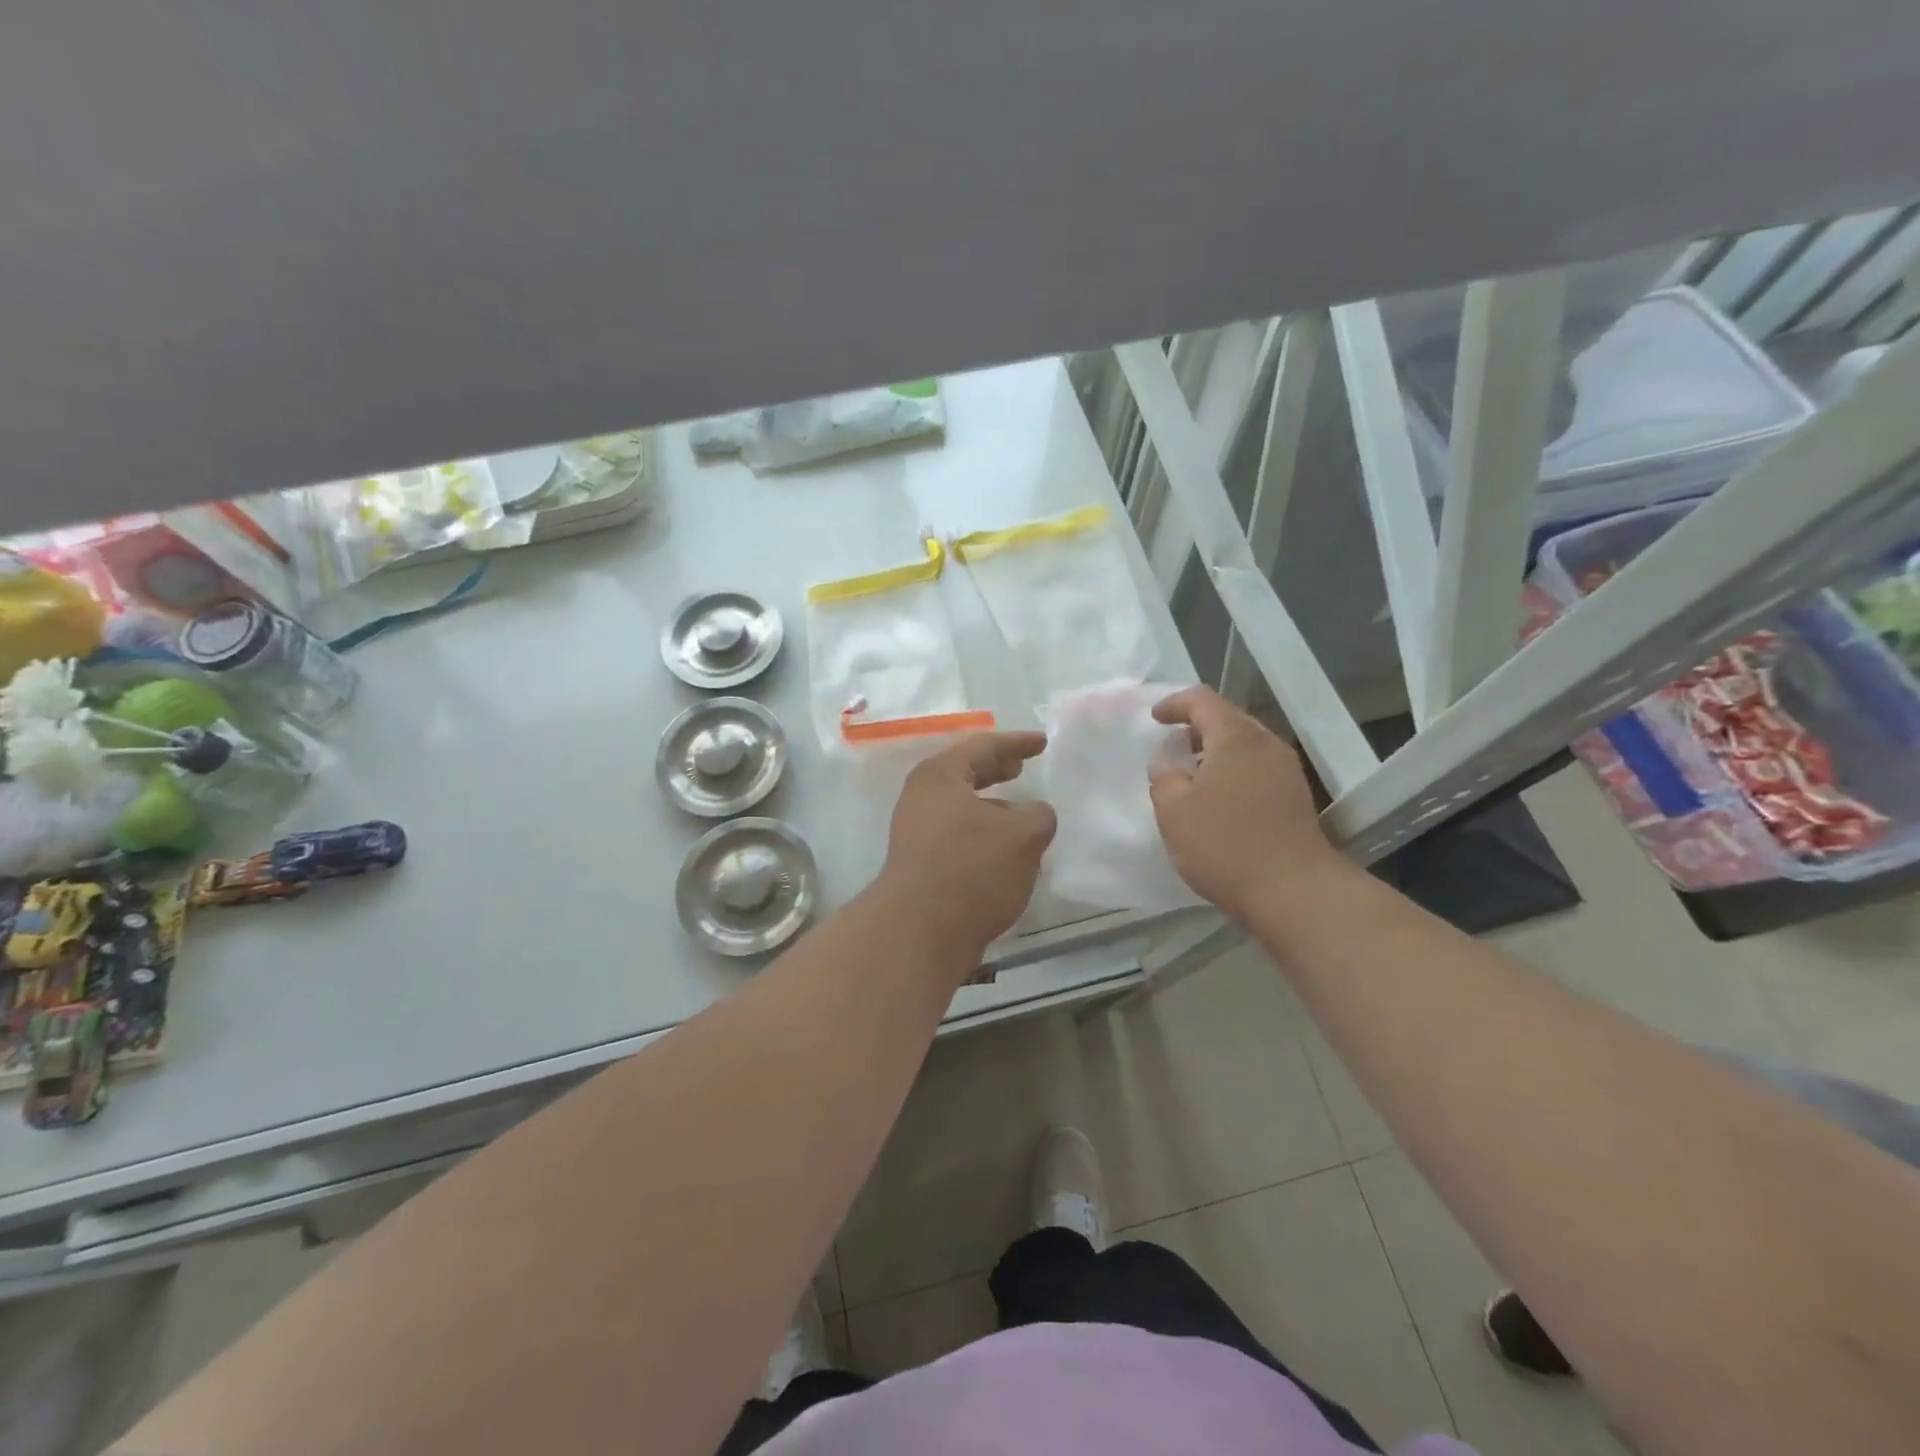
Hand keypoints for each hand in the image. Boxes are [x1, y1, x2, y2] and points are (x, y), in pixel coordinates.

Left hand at [878, 732, 1056, 963]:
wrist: (920, 930)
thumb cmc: (972, 868)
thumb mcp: (1022, 835)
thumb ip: (1038, 815)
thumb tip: (1034, 814)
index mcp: (941, 776)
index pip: (983, 746)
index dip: (1016, 743)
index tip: (1042, 742)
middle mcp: (922, 798)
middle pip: (965, 774)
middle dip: (996, 770)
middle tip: (1022, 767)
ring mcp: (916, 832)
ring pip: (961, 808)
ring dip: (992, 807)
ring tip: (1021, 814)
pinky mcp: (919, 865)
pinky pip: (958, 836)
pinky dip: (983, 834)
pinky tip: (1005, 853)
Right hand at [1148, 687, 1345, 919]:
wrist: (1294, 891)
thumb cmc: (1225, 844)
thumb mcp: (1174, 811)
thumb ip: (1163, 777)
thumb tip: (1168, 764)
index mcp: (1236, 737)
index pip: (1202, 700)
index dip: (1174, 703)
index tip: (1154, 719)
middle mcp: (1266, 744)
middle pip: (1228, 719)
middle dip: (1196, 728)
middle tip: (1171, 748)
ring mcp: (1286, 770)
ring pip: (1244, 745)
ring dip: (1215, 752)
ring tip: (1190, 777)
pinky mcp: (1295, 797)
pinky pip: (1256, 768)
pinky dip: (1232, 772)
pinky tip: (1217, 800)